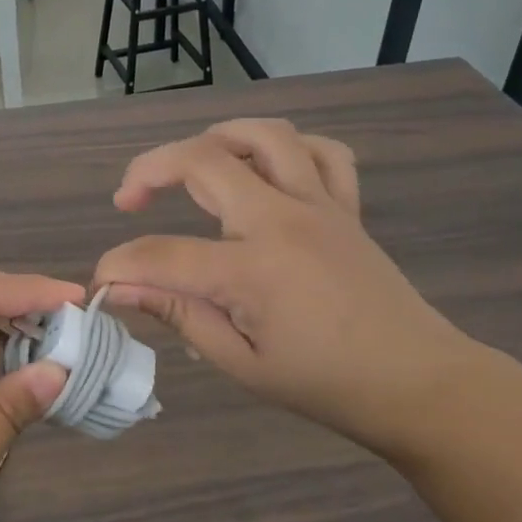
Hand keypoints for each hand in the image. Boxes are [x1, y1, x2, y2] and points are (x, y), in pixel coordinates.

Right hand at [93, 120, 480, 459]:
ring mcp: (320, 205)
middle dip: (148, 170)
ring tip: (190, 165)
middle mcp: (283, 221)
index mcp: (253, 270)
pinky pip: (322, 152)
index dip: (119, 265)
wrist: (420, 384)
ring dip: (215, 138)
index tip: (101, 283)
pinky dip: (288, 148)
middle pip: (202, 161)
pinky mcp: (346, 207)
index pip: (162, 254)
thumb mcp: (241, 364)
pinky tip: (265, 169)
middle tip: (127, 199)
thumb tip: (120, 290)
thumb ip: (179, 315)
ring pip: (264, 136)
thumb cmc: (326, 385)